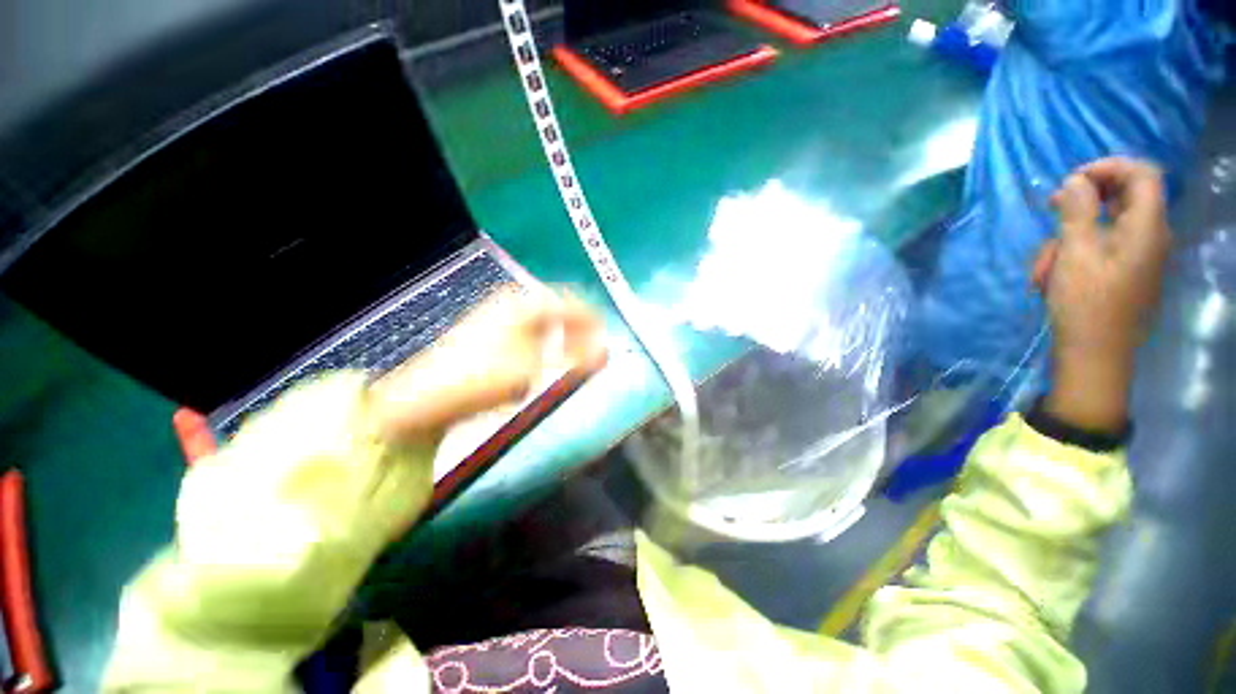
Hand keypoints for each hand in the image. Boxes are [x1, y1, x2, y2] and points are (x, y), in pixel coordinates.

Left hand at [367, 286, 607, 444]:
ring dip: (562, 335)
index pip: (571, 303)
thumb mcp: (537, 369)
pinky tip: (546, 356)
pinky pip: (528, 329)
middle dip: (579, 328)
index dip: (593, 319)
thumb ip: (576, 359)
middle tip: (594, 348)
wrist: (428, 395)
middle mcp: (514, 302)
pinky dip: (545, 341)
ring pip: (543, 320)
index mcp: (527, 304)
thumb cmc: (486, 377)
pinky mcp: (489, 331)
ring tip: (574, 355)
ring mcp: (498, 314)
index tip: (608, 335)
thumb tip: (607, 351)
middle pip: (558, 309)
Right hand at [1033, 157, 1171, 431]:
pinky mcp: (1128, 272)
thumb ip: (1078, 211)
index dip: (1109, 167)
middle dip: (1086, 200)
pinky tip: (1055, 272)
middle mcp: (1151, 236)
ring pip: (1109, 224)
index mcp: (1147, 227)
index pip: (1142, 174)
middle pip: (1125, 196)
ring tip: (1045, 262)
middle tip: (1051, 209)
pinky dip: (1079, 251)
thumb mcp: (1075, 253)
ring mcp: (1140, 256)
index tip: (1072, 180)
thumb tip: (1075, 181)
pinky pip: (1106, 246)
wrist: (1095, 356)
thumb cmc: (1086, 304)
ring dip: (1073, 234)